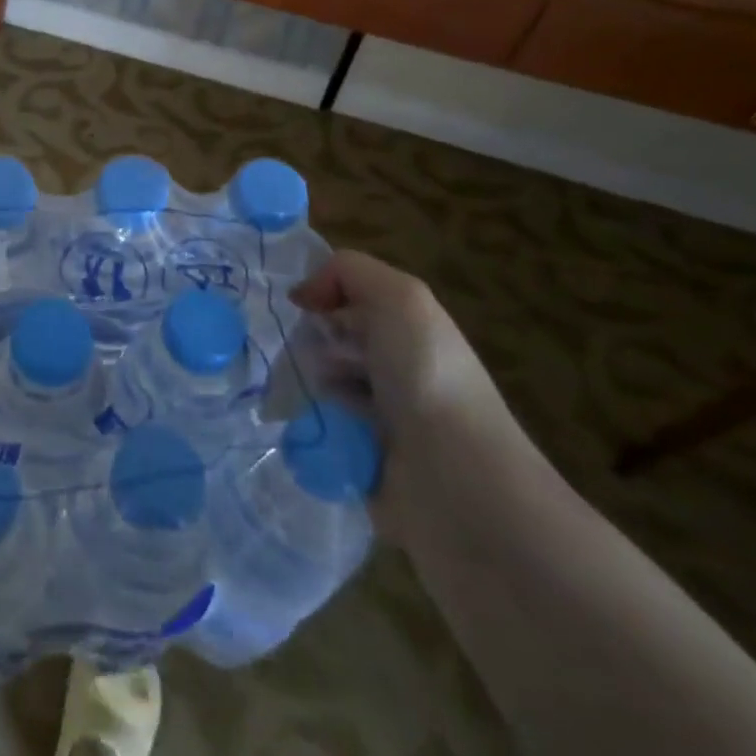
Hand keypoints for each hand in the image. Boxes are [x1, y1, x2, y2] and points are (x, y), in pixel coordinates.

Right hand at [291, 249, 513, 532]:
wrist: (455, 483)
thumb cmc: (428, 379)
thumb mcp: (400, 299)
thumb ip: (348, 272)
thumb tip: (302, 296)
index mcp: (408, 329)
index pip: (345, 297)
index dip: (319, 295)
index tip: (301, 308)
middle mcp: (393, 368)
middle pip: (324, 338)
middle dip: (307, 342)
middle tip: (311, 359)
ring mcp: (376, 417)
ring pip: (314, 381)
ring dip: (302, 383)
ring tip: (306, 396)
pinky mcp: (357, 458)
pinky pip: (311, 427)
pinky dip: (303, 424)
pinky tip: (305, 426)